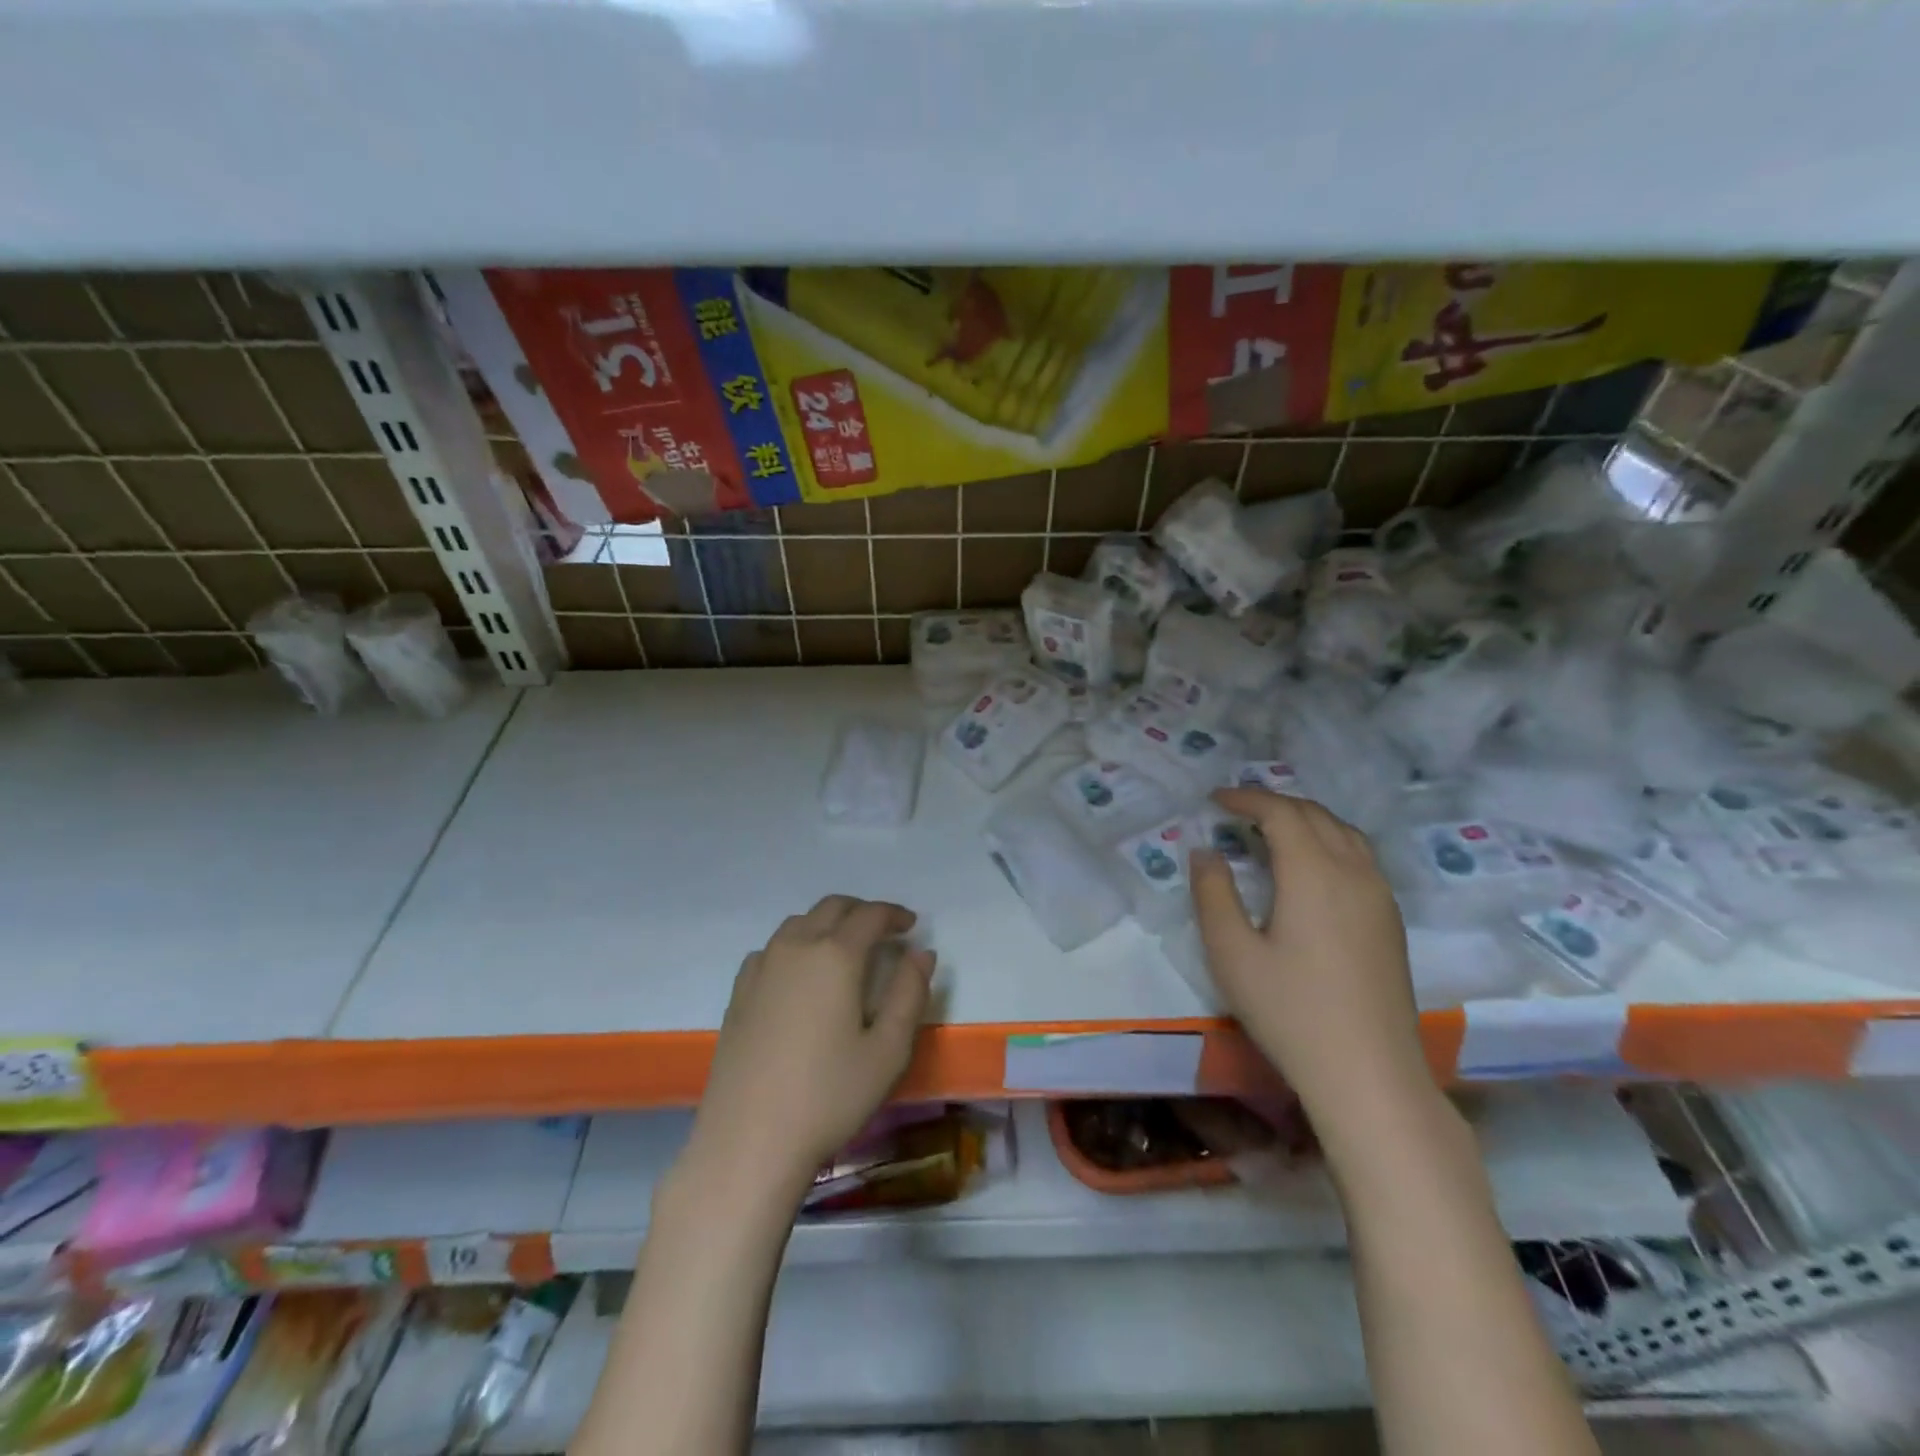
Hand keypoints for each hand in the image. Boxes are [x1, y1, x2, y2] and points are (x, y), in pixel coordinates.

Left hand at [686, 896, 933, 1199]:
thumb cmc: (829, 1095)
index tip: (912, 926)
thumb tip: (922, 953)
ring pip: (799, 923)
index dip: (895, 915)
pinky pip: (772, 948)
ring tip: (846, 950)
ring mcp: (761, 967)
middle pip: (831, 908)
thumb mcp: (888, 1050)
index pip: (870, 915)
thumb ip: (910, 993)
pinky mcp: (739, 992)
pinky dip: (796, 945)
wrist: (749, 1140)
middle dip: (862, 912)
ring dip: (827, 924)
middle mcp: (796, 948)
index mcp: (835, 955)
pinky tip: (801, 975)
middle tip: (884, 933)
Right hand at [1191, 789, 1430, 1123]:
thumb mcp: (1231, 952)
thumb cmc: (1290, 1011)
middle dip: (1274, 804)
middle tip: (1236, 812)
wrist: (1369, 1074)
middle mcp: (1353, 871)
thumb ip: (1213, 893)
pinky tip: (1310, 868)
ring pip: (1344, 832)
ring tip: (1271, 831)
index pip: (1280, 812)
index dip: (1246, 798)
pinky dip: (1328, 841)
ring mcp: (1380, 895)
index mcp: (1314, 872)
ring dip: (1305, 819)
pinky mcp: (1391, 920)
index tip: (1214, 800)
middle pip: (1315, 814)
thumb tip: (1206, 851)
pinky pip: (1360, 856)